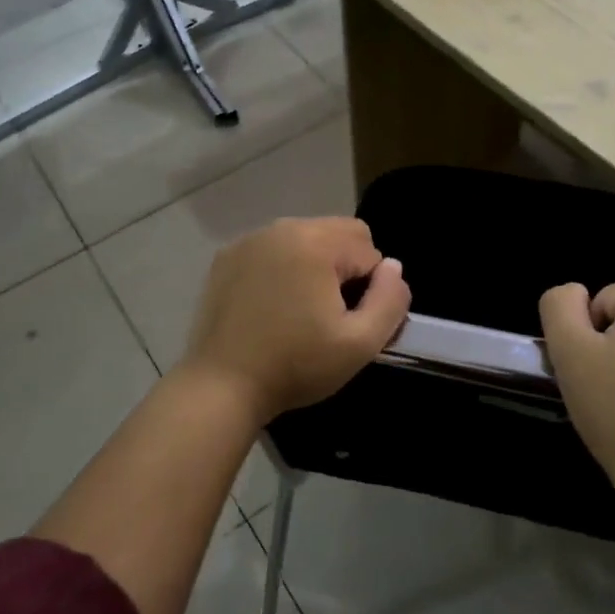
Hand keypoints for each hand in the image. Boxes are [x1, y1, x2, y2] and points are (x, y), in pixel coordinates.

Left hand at [180, 217, 411, 425]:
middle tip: (328, 314)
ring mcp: (249, 240)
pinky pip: (273, 250)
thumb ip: (391, 300)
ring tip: (299, 311)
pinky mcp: (226, 256)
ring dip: (314, 266)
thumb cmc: (296, 366)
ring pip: (305, 239)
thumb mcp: (360, 344)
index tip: (349, 322)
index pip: (370, 250)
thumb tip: (393, 268)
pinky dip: (282, 268)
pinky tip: (270, 306)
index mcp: (316, 242)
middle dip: (345, 269)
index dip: (371, 289)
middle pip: (339, 233)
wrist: (222, 386)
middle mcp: (282, 228)